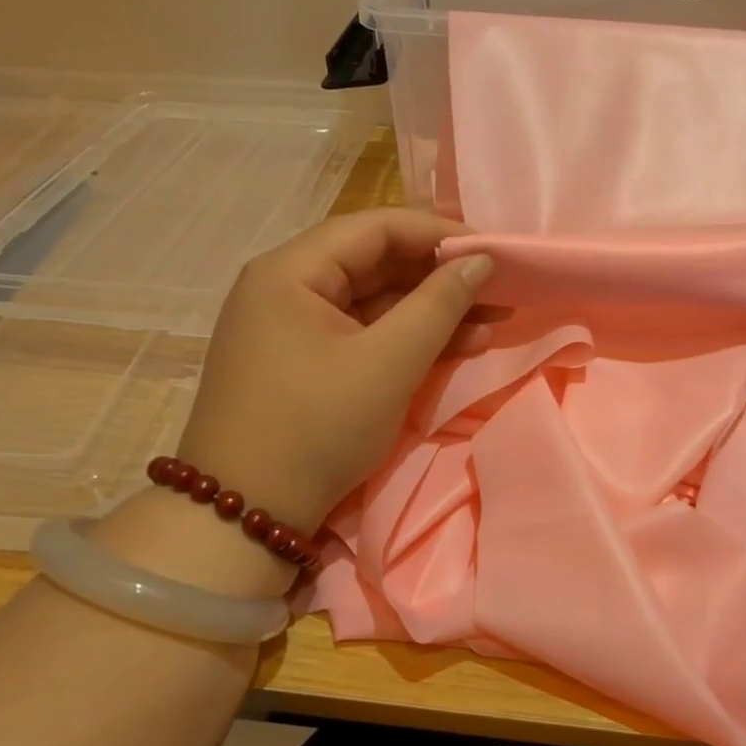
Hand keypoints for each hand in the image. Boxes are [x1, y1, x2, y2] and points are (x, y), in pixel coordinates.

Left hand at [176, 209, 493, 529]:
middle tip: (500, 290)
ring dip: (432, 312)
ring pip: (375, 303)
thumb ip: (439, 304)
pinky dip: (408, 340)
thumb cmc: (316, 427)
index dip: (440, 234)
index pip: (376, 228)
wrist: (244, 516)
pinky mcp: (305, 364)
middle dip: (442, 278)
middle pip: (376, 263)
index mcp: (291, 271)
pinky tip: (458, 346)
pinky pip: (364, 335)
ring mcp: (294, 328)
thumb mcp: (388, 363)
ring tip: (493, 322)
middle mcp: (287, 288)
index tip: (495, 252)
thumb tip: (481, 260)